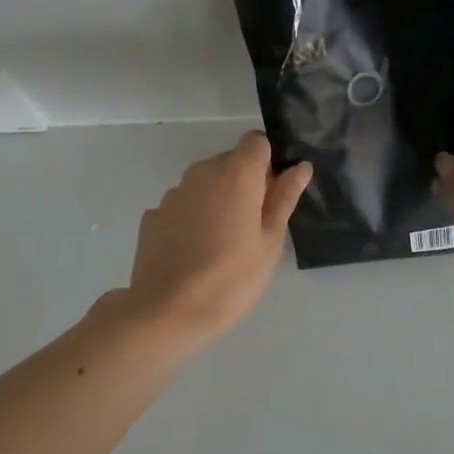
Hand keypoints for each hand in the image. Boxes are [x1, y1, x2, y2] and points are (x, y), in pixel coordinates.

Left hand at [124, 131, 311, 349]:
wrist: (167, 312)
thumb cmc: (232, 278)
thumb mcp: (270, 241)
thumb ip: (284, 197)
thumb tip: (300, 166)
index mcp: (236, 173)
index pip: (257, 141)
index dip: (269, 162)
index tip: (273, 194)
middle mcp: (201, 172)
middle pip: (230, 162)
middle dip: (245, 184)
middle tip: (254, 227)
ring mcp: (173, 194)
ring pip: (205, 185)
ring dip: (218, 201)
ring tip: (223, 245)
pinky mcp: (153, 216)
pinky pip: (183, 206)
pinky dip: (193, 219)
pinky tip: (195, 253)